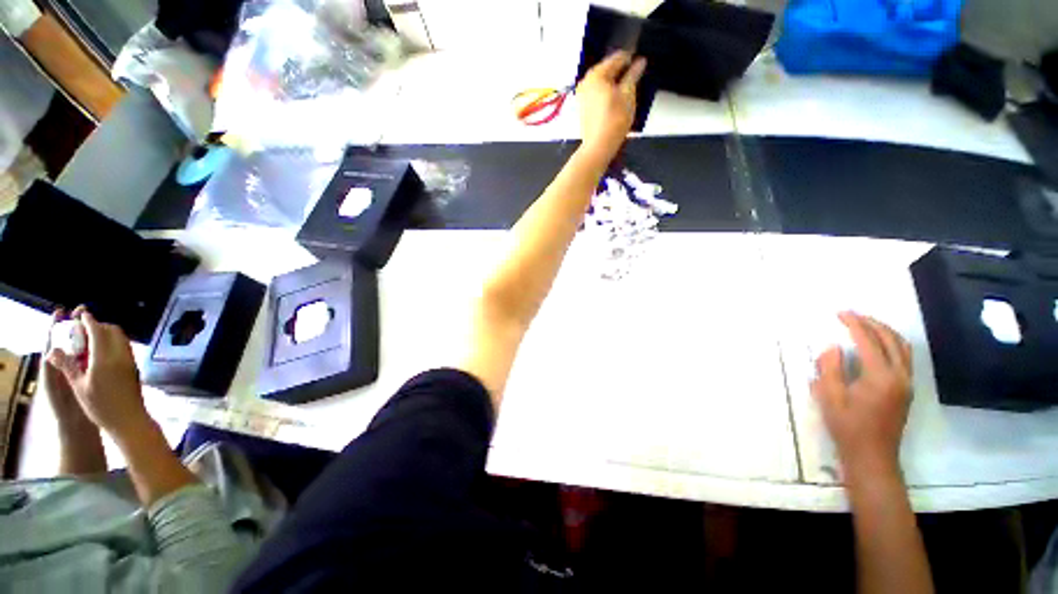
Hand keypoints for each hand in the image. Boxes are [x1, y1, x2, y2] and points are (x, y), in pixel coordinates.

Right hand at [47, 307, 150, 438]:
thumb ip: (67, 366)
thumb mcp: (79, 386)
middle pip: (112, 330)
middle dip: (98, 325)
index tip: (80, 315)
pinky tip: (101, 353)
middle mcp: (121, 355)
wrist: (130, 420)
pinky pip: (124, 347)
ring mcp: (130, 361)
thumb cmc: (101, 407)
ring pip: (120, 338)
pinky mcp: (134, 367)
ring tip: (89, 341)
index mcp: (105, 357)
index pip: (98, 330)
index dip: (88, 320)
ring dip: (106, 334)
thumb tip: (52, 350)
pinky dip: (113, 343)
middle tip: (83, 330)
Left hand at [576, 51, 646, 159]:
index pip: (617, 57)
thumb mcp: (628, 94)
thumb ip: (634, 75)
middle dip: (621, 70)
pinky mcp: (583, 107)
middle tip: (635, 75)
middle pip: (607, 69)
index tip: (641, 60)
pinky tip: (615, 99)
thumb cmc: (614, 121)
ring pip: (601, 81)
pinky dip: (606, 92)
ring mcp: (582, 95)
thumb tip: (640, 62)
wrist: (598, 146)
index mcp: (597, 74)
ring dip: (614, 82)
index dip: (631, 58)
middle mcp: (586, 81)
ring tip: (627, 88)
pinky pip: (596, 92)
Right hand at [812, 312, 912, 480]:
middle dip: (872, 323)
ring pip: (902, 347)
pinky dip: (891, 344)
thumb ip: (830, 368)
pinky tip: (877, 345)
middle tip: (851, 315)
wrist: (872, 456)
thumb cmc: (847, 427)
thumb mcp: (829, 397)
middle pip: (891, 340)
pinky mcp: (906, 390)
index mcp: (880, 377)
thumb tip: (833, 347)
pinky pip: (904, 358)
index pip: (869, 341)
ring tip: (865, 325)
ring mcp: (906, 383)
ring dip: (885, 331)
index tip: (840, 313)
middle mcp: (900, 376)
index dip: (854, 324)